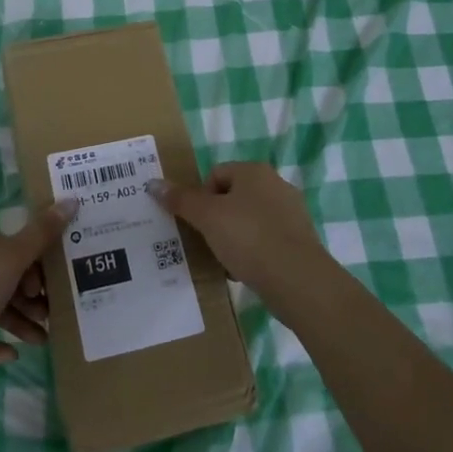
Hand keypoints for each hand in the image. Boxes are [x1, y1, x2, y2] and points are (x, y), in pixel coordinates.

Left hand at [0, 199, 77, 373]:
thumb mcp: (13, 258)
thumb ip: (42, 233)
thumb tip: (72, 198)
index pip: (24, 251)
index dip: (43, 267)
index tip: (59, 287)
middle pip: (14, 281)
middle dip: (36, 299)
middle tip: (55, 318)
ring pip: (0, 310)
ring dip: (22, 324)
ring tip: (43, 342)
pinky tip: (12, 357)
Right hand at [153, 163, 330, 306]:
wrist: (298, 280)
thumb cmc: (249, 238)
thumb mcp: (207, 217)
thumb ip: (180, 199)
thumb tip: (153, 183)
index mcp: (254, 171)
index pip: (215, 174)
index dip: (200, 197)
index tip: (196, 223)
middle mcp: (275, 185)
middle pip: (232, 197)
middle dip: (215, 220)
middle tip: (205, 242)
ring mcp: (291, 213)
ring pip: (248, 221)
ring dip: (232, 238)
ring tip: (223, 261)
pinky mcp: (299, 241)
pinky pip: (265, 241)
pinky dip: (252, 253)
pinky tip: (244, 272)